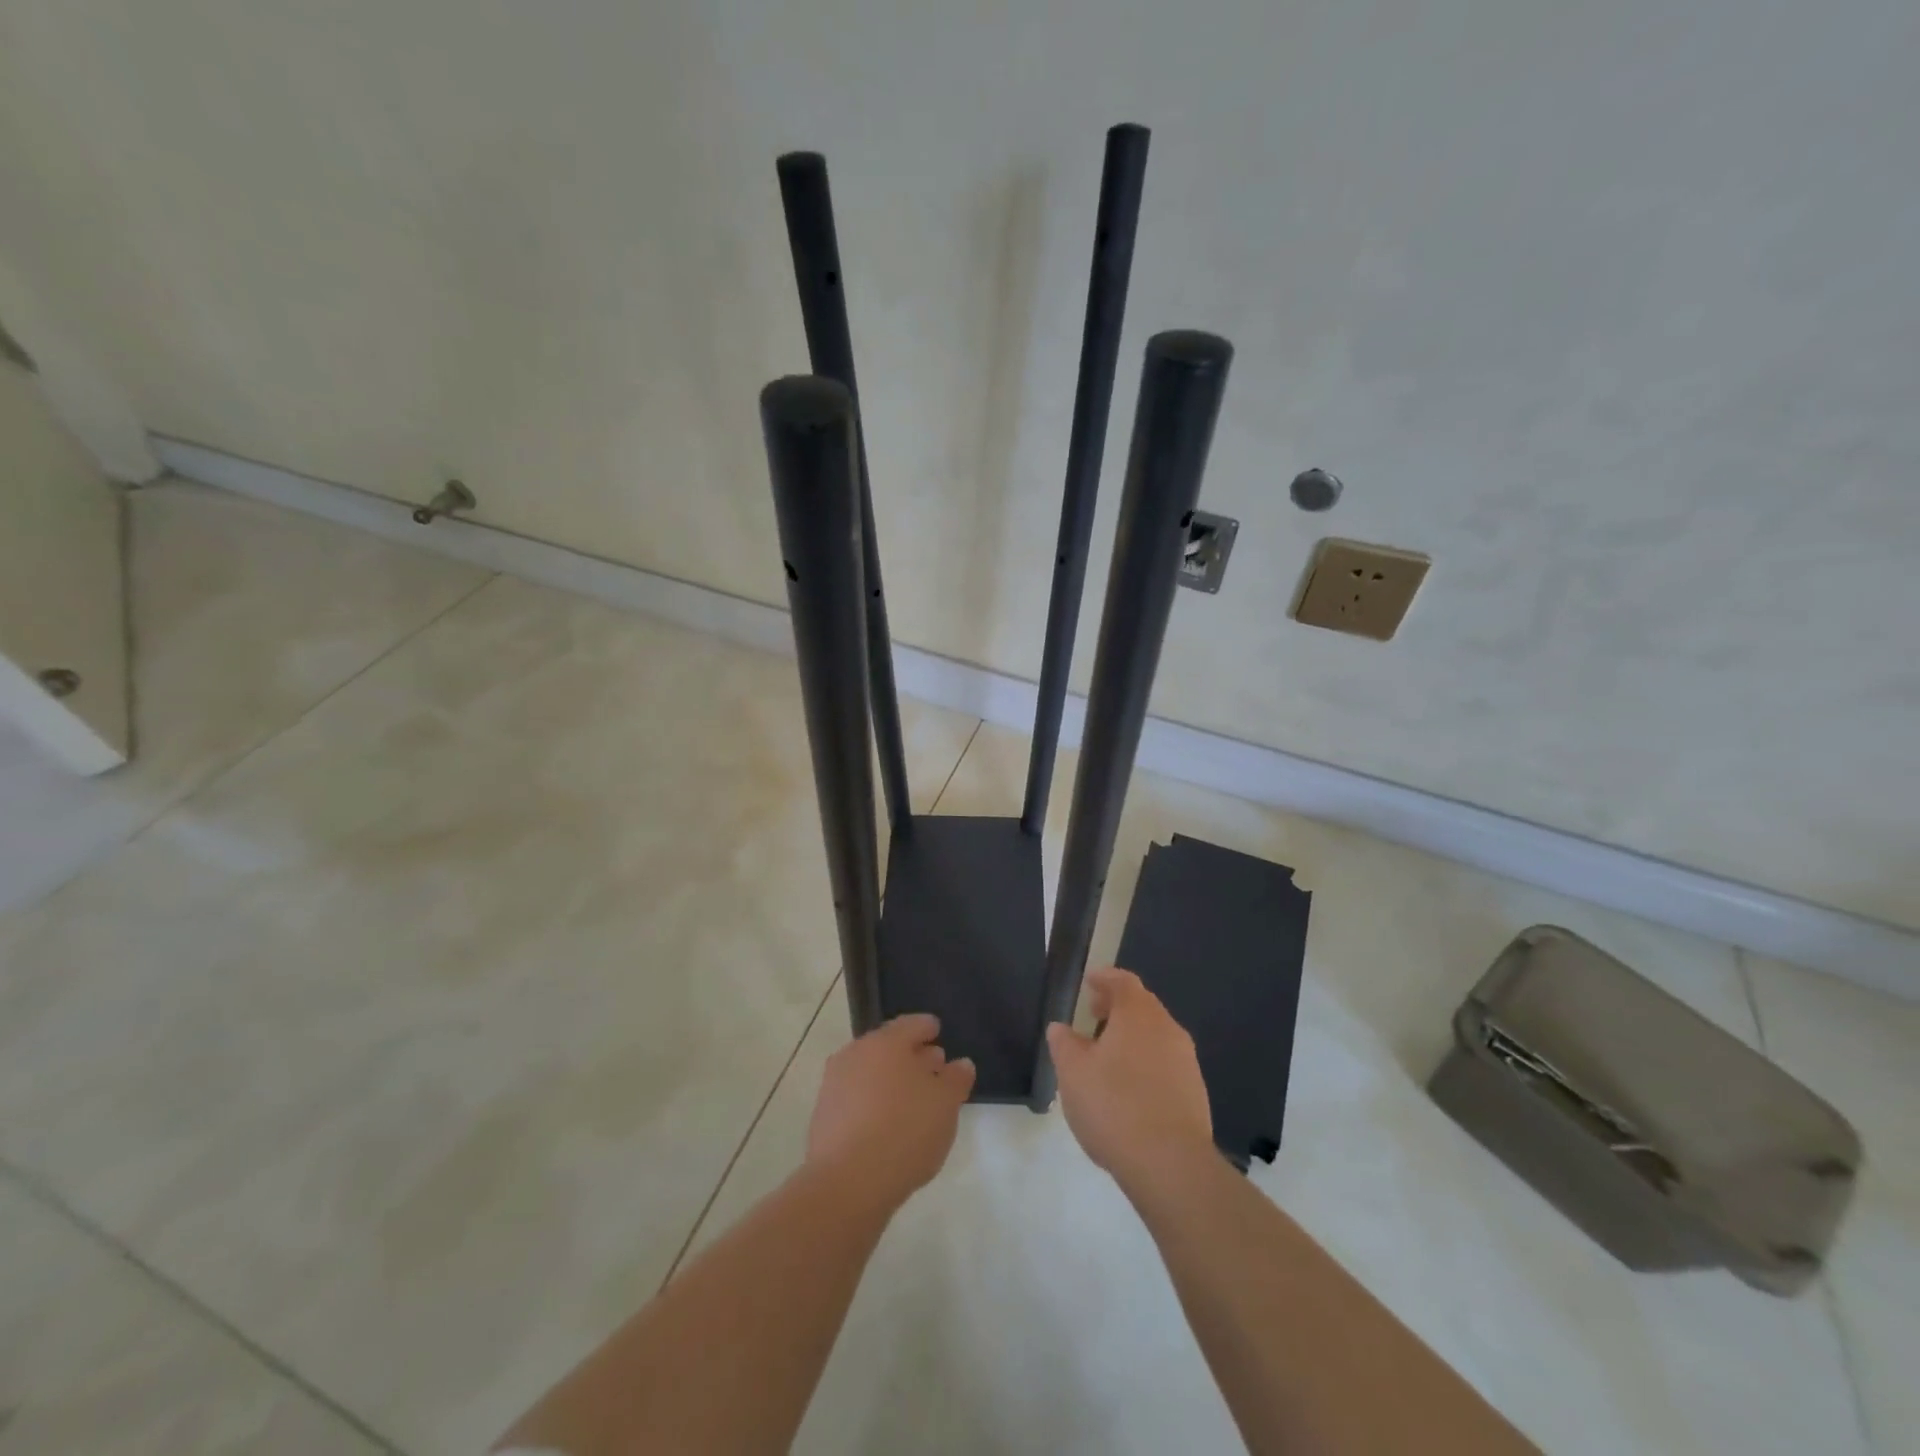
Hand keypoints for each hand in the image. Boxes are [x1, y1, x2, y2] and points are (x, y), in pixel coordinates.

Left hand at [807, 1013, 975, 1212]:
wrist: (847, 1183)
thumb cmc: (905, 1132)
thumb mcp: (945, 1105)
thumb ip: (956, 1079)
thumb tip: (960, 1064)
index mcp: (886, 1042)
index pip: (911, 1024)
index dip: (927, 1027)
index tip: (937, 1031)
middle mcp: (856, 1054)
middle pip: (888, 1047)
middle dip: (911, 1055)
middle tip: (932, 1067)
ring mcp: (835, 1084)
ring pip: (870, 1072)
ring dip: (891, 1080)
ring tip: (913, 1100)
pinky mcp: (824, 1115)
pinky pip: (856, 1098)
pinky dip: (873, 1102)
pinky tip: (888, 1124)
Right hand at [1046, 967, 1213, 1193]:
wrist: (1171, 1165)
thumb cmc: (1114, 1106)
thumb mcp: (1073, 1073)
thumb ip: (1064, 1044)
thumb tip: (1061, 1028)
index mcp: (1138, 1014)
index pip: (1123, 981)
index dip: (1105, 978)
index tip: (1089, 982)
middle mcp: (1167, 1028)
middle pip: (1142, 1006)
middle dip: (1117, 1007)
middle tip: (1093, 1015)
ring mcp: (1186, 1061)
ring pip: (1155, 1036)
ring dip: (1132, 1037)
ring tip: (1107, 1056)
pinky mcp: (1195, 1092)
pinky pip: (1166, 1063)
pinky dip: (1146, 1063)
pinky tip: (1130, 1089)